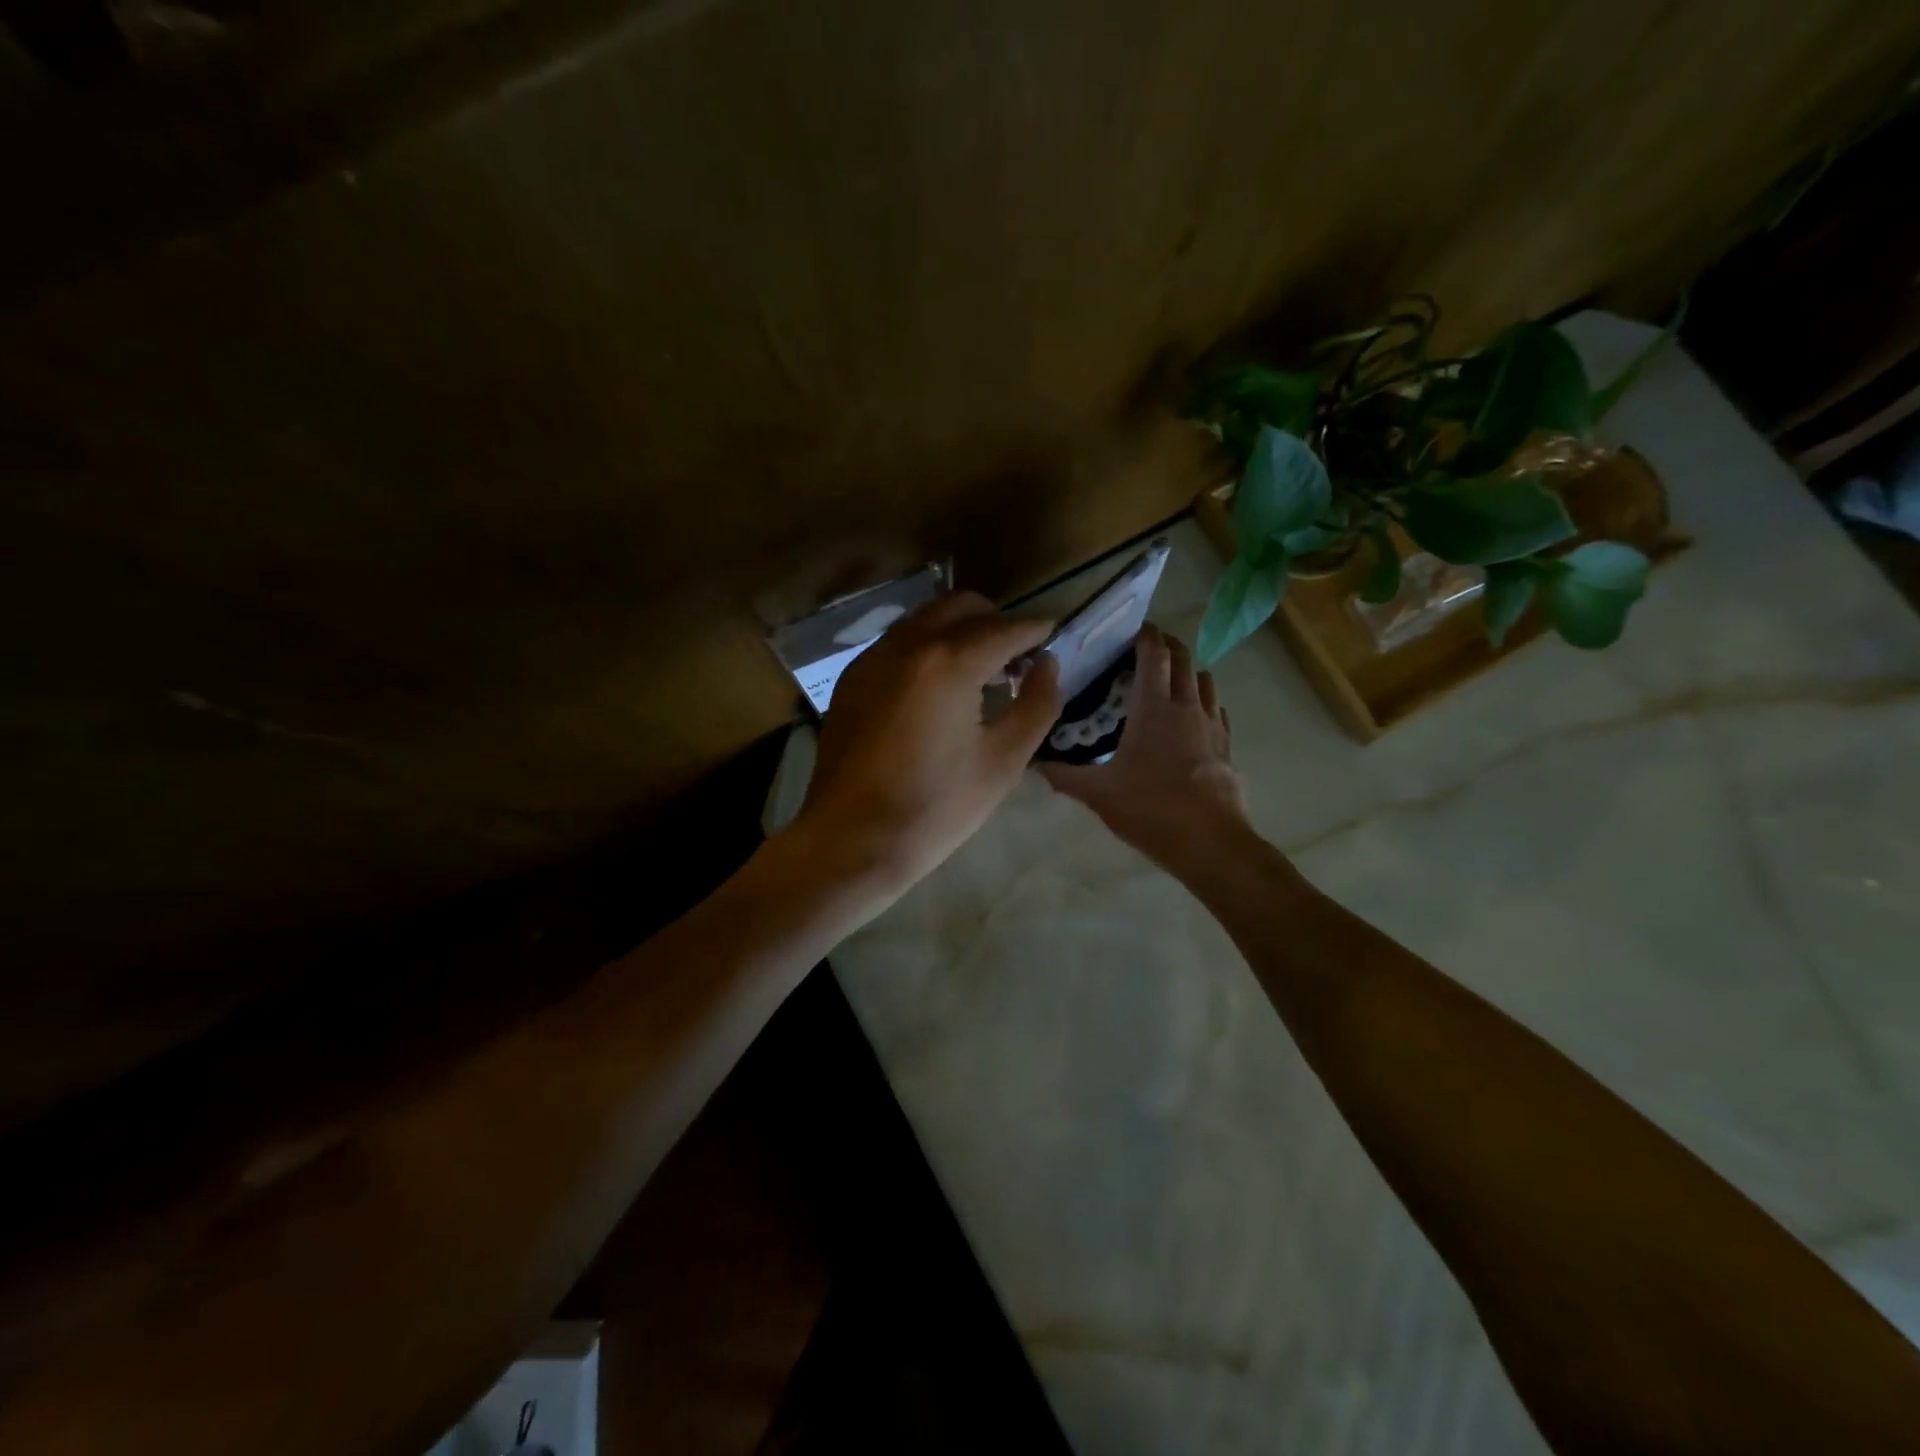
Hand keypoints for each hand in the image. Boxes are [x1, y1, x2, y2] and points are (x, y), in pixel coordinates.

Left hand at [795, 591, 1062, 891]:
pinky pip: (898, 642)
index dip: (1034, 629)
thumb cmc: (936, 807)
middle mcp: (907, 644)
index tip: (1052, 632)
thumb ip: (1037, 704)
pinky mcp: (851, 678)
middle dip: (995, 620)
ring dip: (959, 630)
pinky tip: (936, 687)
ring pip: (926, 619)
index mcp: (949, 663)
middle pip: (961, 606)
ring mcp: (872, 658)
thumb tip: (1047, 664)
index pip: (1003, 629)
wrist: (852, 840)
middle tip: (1016, 656)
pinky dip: (927, 647)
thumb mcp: (1003, 761)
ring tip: (978, 671)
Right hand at [1040, 625, 1250, 873]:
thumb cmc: (1150, 809)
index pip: (1155, 653)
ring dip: (1188, 671)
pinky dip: (1204, 701)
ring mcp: (1213, 725)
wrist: (1210, 843)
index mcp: (1154, 707)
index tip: (1131, 629)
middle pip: (1184, 658)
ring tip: (1168, 681)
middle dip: (1167, 645)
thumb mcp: (1098, 794)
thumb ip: (1064, 775)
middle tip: (1146, 649)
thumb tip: (1034, 762)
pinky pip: (1217, 709)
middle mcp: (1187, 706)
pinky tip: (1192, 719)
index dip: (1145, 635)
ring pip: (1205, 680)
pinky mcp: (1228, 746)